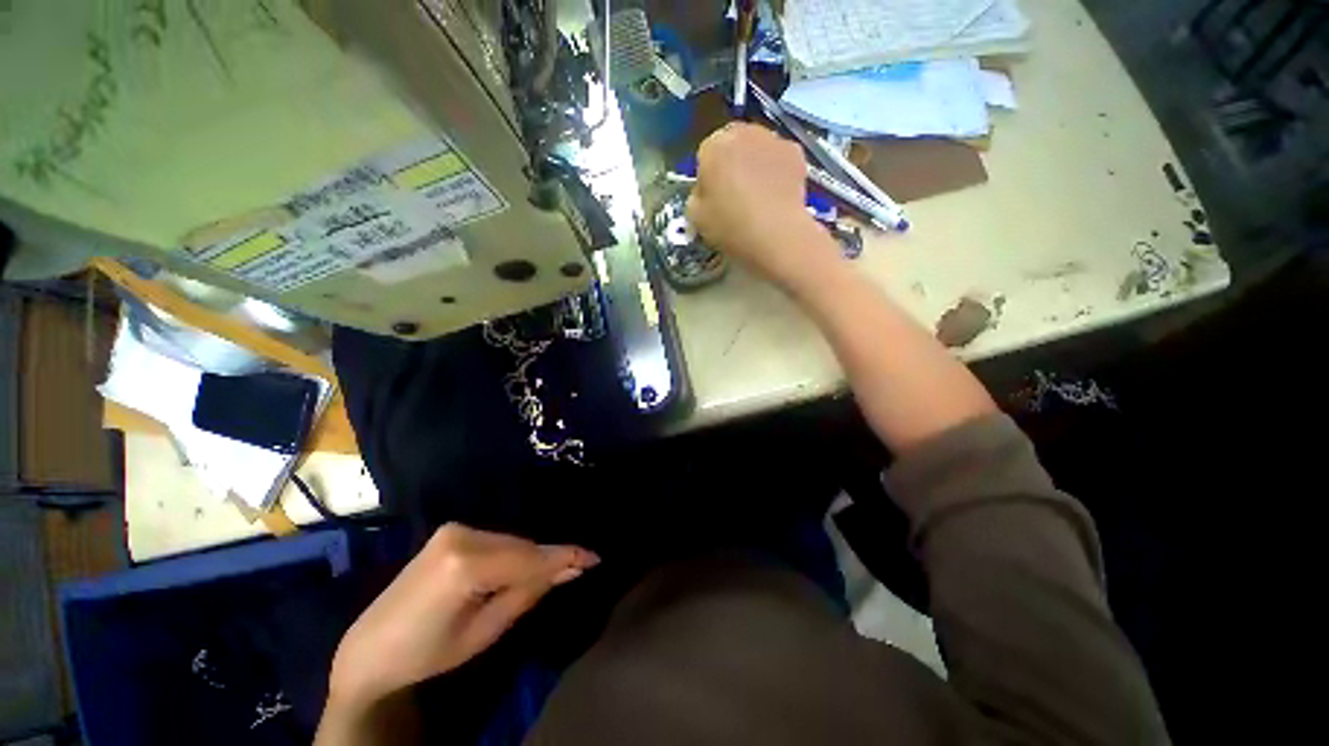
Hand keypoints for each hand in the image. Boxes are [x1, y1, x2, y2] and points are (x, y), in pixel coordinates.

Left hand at [328, 524, 598, 707]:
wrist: (370, 649)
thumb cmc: (427, 652)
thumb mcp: (484, 632)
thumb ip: (529, 593)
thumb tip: (569, 569)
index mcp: (465, 565)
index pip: (529, 557)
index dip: (565, 557)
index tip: (595, 557)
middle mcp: (461, 535)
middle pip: (521, 546)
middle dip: (546, 560)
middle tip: (573, 572)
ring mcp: (453, 529)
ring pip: (510, 542)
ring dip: (528, 558)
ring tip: (543, 577)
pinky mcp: (450, 531)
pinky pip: (495, 540)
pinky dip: (510, 555)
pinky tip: (515, 570)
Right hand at [687, 124, 837, 285]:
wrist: (777, 234)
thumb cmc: (730, 226)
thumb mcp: (696, 217)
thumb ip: (696, 196)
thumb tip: (704, 191)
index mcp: (714, 146)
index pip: (705, 154)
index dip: (708, 177)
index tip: (713, 197)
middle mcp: (743, 133)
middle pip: (733, 144)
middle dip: (732, 164)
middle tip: (735, 194)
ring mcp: (773, 140)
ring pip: (758, 148)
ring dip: (755, 164)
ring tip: (758, 195)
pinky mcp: (796, 152)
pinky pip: (779, 159)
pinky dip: (776, 171)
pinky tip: (776, 195)